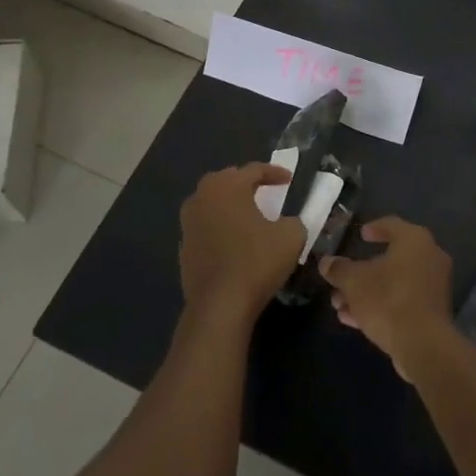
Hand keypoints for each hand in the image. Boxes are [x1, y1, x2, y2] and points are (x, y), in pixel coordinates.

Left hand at [179, 162, 304, 328]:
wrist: (219, 305)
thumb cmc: (256, 261)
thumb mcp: (290, 236)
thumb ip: (292, 221)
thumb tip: (286, 223)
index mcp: (227, 186)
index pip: (254, 170)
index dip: (274, 173)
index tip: (289, 179)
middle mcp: (202, 197)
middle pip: (227, 180)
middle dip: (246, 183)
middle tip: (265, 190)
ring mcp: (188, 223)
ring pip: (212, 203)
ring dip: (230, 205)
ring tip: (248, 214)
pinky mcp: (183, 248)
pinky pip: (205, 227)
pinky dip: (220, 227)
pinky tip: (233, 241)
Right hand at [320, 217, 453, 381]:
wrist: (423, 345)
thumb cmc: (388, 299)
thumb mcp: (354, 281)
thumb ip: (339, 269)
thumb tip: (326, 262)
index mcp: (415, 240)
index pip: (392, 225)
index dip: (374, 229)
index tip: (360, 235)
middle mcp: (429, 257)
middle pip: (390, 259)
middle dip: (361, 272)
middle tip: (341, 280)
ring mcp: (433, 287)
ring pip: (394, 284)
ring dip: (366, 292)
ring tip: (339, 304)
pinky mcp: (432, 313)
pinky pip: (402, 302)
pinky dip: (380, 306)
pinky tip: (353, 319)